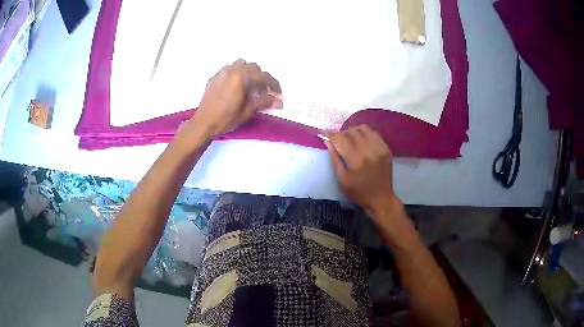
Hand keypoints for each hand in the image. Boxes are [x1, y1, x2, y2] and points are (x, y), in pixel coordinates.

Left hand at [190, 59, 281, 137]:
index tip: (278, 93)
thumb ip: (263, 102)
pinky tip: (235, 87)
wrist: (203, 123)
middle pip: (253, 67)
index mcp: (242, 77)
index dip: (273, 84)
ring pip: (240, 64)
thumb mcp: (247, 111)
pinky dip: (236, 74)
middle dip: (260, 78)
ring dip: (248, 72)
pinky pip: (229, 69)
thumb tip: (278, 100)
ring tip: (248, 86)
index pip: (263, 76)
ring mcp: (222, 73)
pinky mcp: (214, 77)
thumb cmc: (226, 119)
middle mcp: (232, 70)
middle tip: (262, 92)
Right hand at [326, 125, 399, 213]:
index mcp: (355, 160)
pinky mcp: (386, 148)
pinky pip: (374, 133)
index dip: (331, 134)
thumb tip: (327, 141)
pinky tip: (362, 140)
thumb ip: (334, 158)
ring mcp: (379, 148)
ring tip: (350, 139)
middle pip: (351, 131)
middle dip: (342, 133)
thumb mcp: (342, 179)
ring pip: (363, 128)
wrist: (381, 198)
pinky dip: (366, 133)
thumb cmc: (358, 192)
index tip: (325, 133)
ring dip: (354, 131)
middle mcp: (368, 150)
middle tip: (338, 140)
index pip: (340, 139)